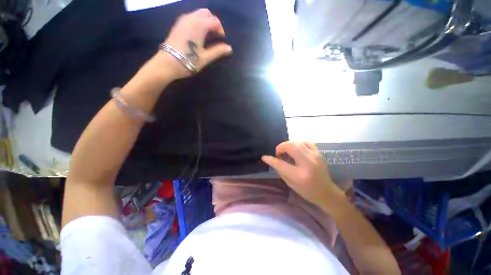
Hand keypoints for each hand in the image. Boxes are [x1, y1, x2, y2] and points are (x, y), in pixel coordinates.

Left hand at [154, 9, 232, 79]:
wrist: (168, 63)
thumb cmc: (189, 61)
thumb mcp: (205, 57)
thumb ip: (218, 51)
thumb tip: (229, 48)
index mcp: (199, 25)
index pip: (214, 21)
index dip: (220, 29)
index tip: (222, 39)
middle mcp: (191, 18)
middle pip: (206, 13)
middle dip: (213, 22)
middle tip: (216, 36)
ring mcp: (182, 20)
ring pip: (198, 14)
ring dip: (205, 21)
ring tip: (208, 36)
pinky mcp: (177, 25)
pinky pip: (191, 17)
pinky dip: (198, 22)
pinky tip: (198, 35)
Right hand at [262, 141, 345, 206]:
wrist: (326, 192)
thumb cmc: (307, 191)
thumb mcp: (291, 183)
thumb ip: (280, 170)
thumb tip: (271, 160)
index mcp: (300, 175)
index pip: (281, 164)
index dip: (271, 159)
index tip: (265, 157)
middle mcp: (308, 162)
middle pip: (291, 147)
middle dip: (281, 147)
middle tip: (278, 153)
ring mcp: (315, 156)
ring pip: (297, 142)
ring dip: (288, 144)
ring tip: (286, 151)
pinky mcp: (318, 153)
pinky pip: (306, 142)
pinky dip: (297, 143)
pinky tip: (295, 148)